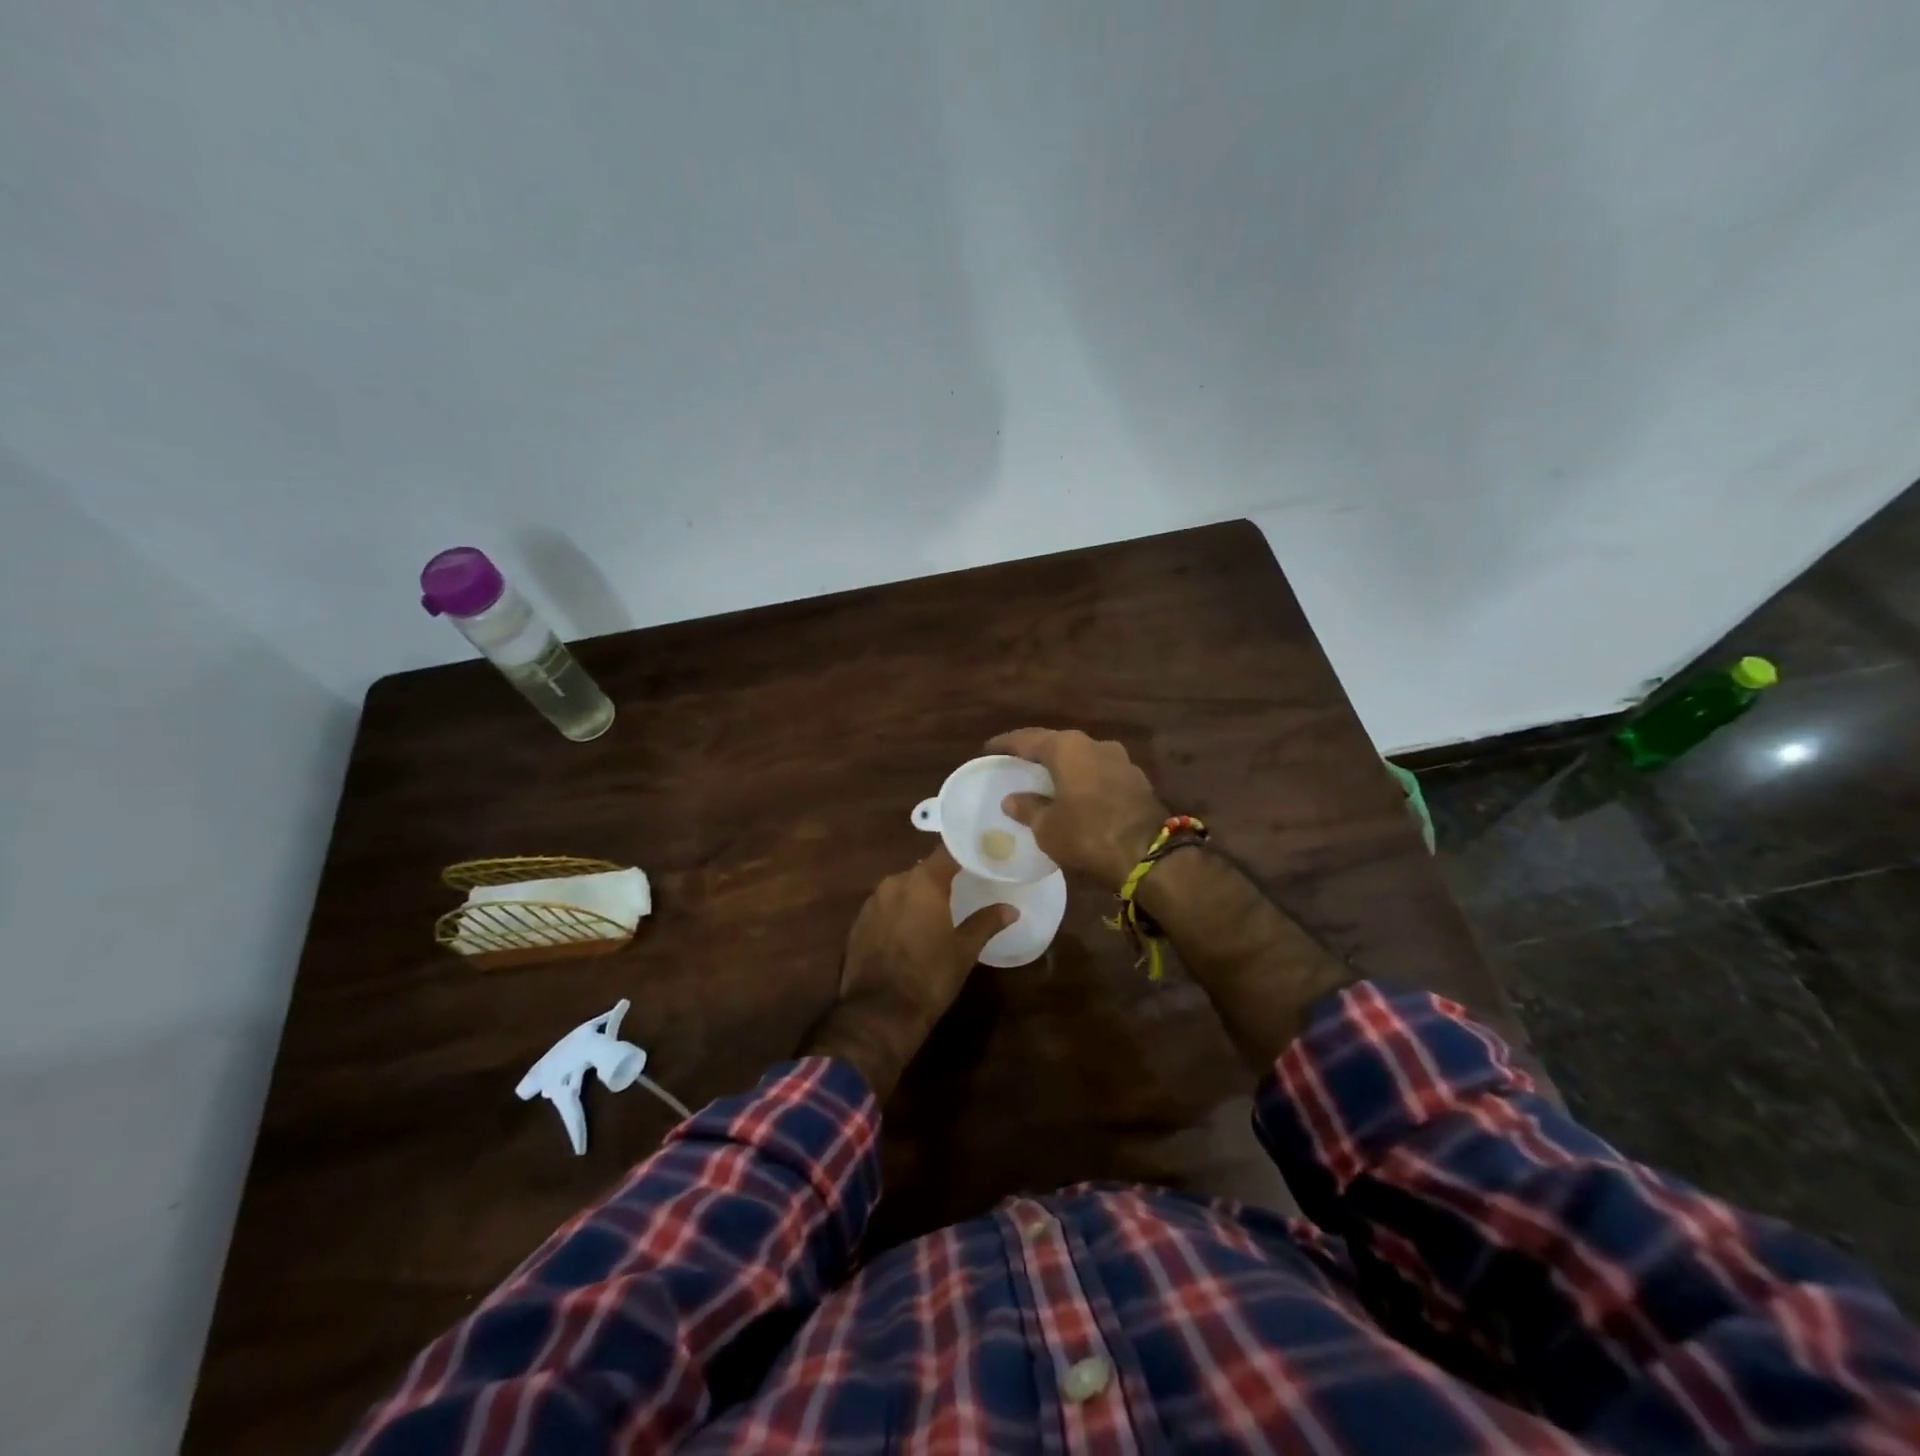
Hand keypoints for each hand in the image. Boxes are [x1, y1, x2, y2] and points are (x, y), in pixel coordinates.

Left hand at [801, 848, 1012, 1099]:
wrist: (878, 1013)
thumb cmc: (930, 976)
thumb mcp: (964, 950)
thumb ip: (986, 922)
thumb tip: (1011, 909)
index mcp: (923, 882)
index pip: (947, 852)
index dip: (964, 852)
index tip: (980, 856)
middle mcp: (894, 882)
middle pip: (923, 870)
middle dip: (941, 878)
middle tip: (963, 888)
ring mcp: (872, 902)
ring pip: (902, 889)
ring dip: (918, 896)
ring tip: (938, 912)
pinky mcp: (857, 923)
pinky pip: (885, 908)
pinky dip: (899, 913)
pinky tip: (910, 932)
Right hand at [987, 728, 1168, 888]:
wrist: (1150, 856)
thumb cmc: (1088, 834)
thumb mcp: (1047, 827)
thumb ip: (1028, 808)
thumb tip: (1012, 799)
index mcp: (1068, 747)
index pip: (1028, 739)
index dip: (1006, 744)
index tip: (989, 750)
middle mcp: (1095, 744)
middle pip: (1057, 744)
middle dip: (1036, 755)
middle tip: (1017, 765)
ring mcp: (1120, 761)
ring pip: (1082, 758)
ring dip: (1063, 768)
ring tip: (1045, 782)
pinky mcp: (1136, 781)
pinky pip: (1100, 774)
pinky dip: (1083, 781)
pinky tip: (1075, 796)